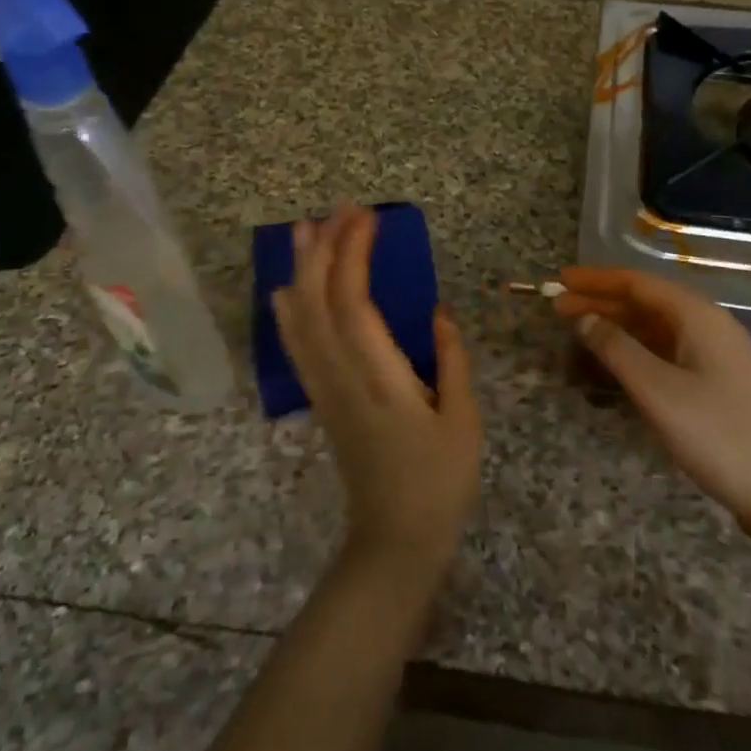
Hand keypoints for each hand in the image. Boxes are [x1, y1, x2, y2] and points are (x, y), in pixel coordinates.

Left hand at [272, 206, 482, 590]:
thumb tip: (438, 312)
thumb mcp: (463, 421)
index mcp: (379, 379)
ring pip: (300, 320)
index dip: (353, 255)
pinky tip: (287, 289)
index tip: (367, 217)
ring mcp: (324, 389)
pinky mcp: (321, 400)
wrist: (395, 541)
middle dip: (325, 249)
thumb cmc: (439, 483)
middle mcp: (341, 378)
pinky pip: (297, 346)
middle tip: (340, 208)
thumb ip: (451, 361)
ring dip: (301, 270)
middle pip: (317, 303)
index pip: (353, 304)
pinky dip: (289, 310)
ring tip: (304, 229)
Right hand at [555, 268, 750, 534]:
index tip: (559, 280)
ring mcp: (718, 354)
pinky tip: (618, 361)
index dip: (596, 280)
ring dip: (618, 326)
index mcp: (699, 316)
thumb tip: (584, 318)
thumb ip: (617, 349)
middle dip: (602, 302)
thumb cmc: (718, 435)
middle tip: (557, 308)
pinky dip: (638, 349)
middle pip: (647, 302)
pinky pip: (670, 350)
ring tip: (579, 331)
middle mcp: (710, 325)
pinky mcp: (720, 381)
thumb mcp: (658, 392)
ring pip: (658, 327)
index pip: (638, 283)